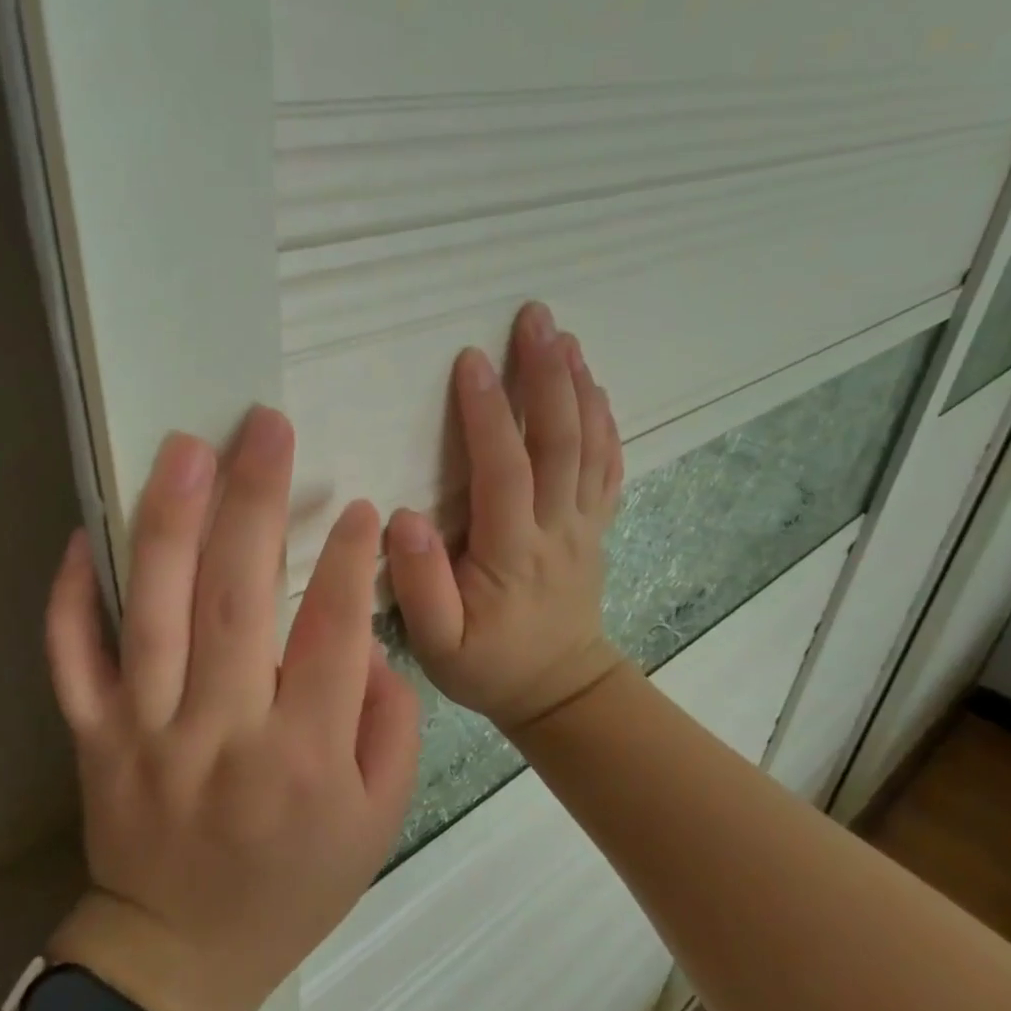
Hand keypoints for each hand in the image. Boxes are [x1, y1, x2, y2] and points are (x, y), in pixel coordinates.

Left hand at [43, 406, 420, 1010]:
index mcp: (302, 758)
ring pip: (154, 611)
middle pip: (238, 599)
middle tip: (265, 427)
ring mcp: (144, 732)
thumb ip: (389, 726)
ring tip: (185, 448)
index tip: (361, 506)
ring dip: (170, 521)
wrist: (180, 955)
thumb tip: (370, 640)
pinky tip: (85, 532)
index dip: (351, 562)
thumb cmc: (293, 885)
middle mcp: (221, 734)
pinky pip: (71, 658)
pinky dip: (72, 594)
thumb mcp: (377, 820)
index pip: (333, 634)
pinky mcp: (91, 737)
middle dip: (256, 502)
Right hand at [385, 302, 624, 734]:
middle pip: (558, 442)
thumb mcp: (439, 646)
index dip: (488, 414)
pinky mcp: (595, 526)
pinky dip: (604, 421)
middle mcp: (556, 529)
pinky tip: (595, 387)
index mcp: (512, 554)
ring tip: (565, 336)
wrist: (561, 691)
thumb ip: (419, 586)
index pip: (503, 472)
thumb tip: (404, 517)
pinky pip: (607, 467)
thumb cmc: (489, 666)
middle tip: (535, 318)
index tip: (471, 360)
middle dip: (546, 376)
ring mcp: (583, 525)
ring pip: (588, 446)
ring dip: (579, 386)